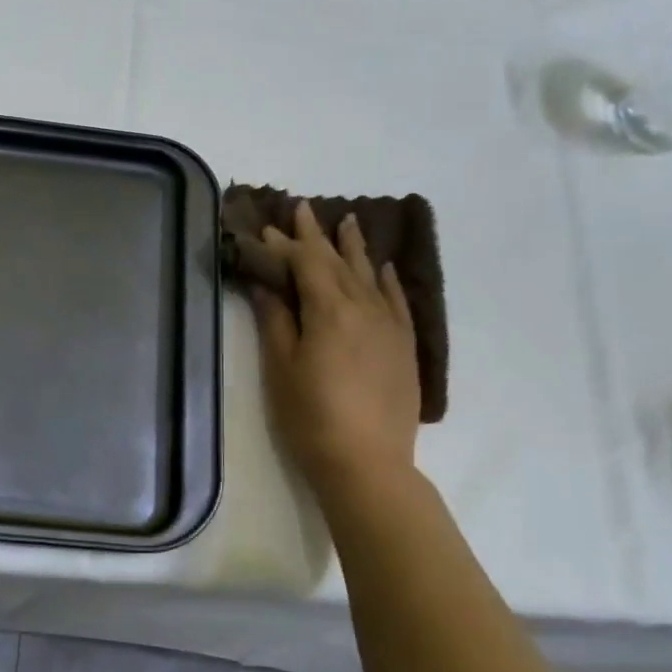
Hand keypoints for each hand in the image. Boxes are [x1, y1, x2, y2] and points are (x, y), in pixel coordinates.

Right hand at [251, 200, 420, 494]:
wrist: (368, 464)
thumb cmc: (311, 417)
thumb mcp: (282, 368)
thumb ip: (276, 319)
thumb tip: (267, 282)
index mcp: (329, 310)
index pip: (306, 263)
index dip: (284, 245)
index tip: (266, 228)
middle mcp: (364, 307)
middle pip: (338, 261)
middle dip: (318, 235)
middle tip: (303, 208)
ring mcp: (390, 326)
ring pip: (370, 275)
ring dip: (355, 247)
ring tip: (348, 221)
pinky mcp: (405, 346)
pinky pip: (398, 301)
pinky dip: (389, 280)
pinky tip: (384, 267)